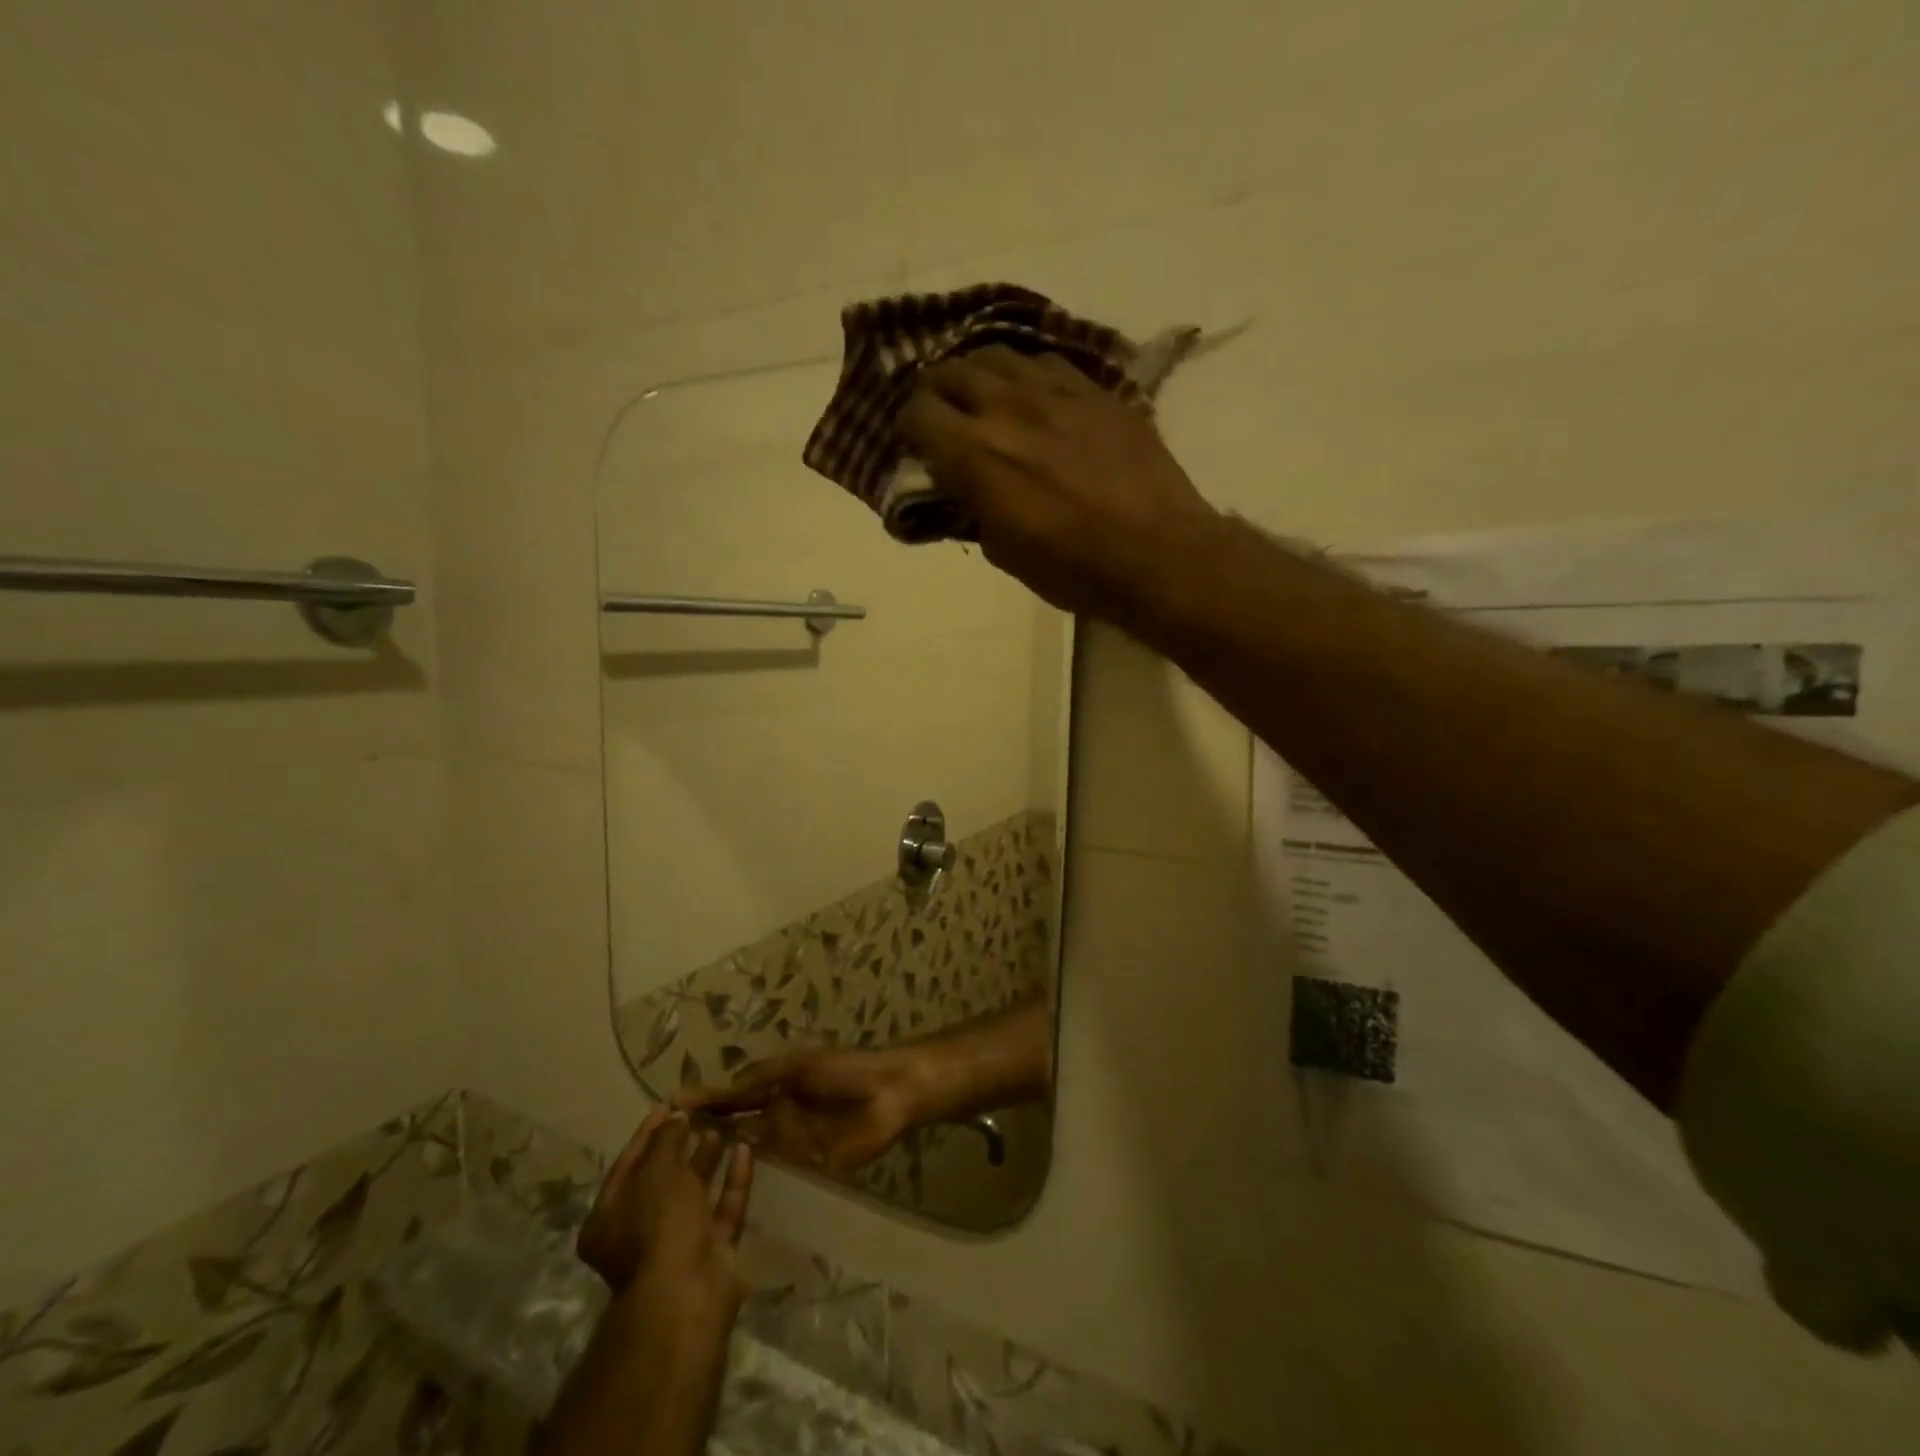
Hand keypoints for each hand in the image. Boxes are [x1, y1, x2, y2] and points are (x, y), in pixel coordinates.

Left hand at [577, 1108, 752, 1307]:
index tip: (669, 1104)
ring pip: (695, 1192)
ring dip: (708, 1159)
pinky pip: (722, 1206)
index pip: (628, 1164)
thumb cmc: (658, 1225)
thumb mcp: (657, 1172)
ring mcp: (678, 1242)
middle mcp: (639, 1232)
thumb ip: (666, 1140)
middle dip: (681, 1145)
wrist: (687, 1292)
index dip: (648, 1132)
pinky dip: (733, 1179)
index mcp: (609, 1218)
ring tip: (725, 1125)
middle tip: (700, 1113)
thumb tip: (675, 1117)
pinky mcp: (712, 1249)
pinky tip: (745, 1148)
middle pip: (662, 1179)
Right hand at [676, 1046, 931, 1177]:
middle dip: (706, 1136)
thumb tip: (719, 1088)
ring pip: (751, 1152)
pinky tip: (724, 1199)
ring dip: (725, 1161)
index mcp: (776, 1086)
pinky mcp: (808, 1166)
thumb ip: (761, 1077)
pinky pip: (778, 1173)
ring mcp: (791, 1143)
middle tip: (663, 1155)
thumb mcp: (798, 1066)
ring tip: (681, 1182)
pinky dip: (755, 1181)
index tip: (668, 1109)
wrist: (890, 1093)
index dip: (705, 1102)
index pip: (733, 1096)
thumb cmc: (844, 1069)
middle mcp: (777, 1114)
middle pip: (736, 1127)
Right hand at [897, 344, 1221, 627]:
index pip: (918, 411)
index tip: (918, 445)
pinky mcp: (1096, 390)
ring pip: (999, 355)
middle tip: (944, 416)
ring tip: (985, 396)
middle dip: (938, 392)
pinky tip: (1035, 394)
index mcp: (975, 454)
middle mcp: (1007, 407)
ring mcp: (1056, 391)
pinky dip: (1028, 374)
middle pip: (952, 371)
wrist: (1159, 554)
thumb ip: (975, 509)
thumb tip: (966, 489)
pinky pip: (1047, 362)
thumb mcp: (1005, 553)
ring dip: (980, 374)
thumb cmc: (1075, 570)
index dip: (910, 426)